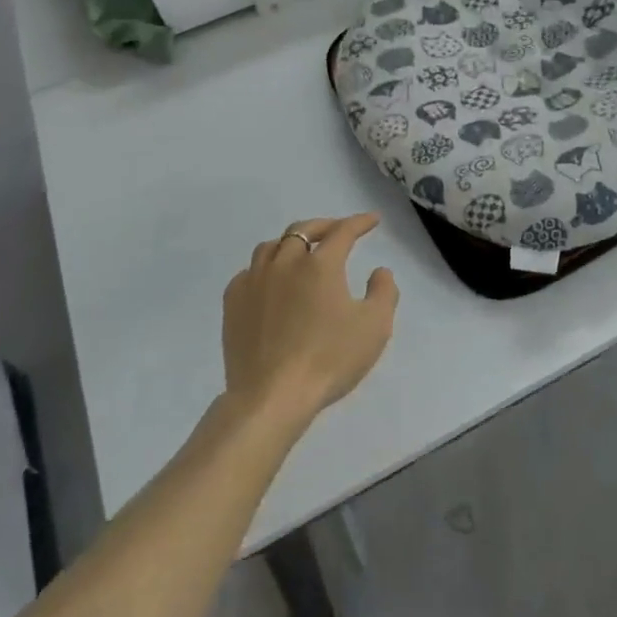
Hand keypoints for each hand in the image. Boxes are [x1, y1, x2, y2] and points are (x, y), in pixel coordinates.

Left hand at [220, 213, 399, 431]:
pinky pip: (250, 271)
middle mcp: (285, 262)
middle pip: (303, 230)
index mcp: (320, 264)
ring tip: (301, 252)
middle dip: (324, 226)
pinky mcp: (233, 302)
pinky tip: (271, 282)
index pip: (343, 231)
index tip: (372, 220)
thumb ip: (384, 291)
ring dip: (291, 242)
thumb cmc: (328, 359)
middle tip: (338, 231)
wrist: (271, 396)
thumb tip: (379, 270)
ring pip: (272, 246)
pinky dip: (265, 268)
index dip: (360, 222)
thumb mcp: (374, 327)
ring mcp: (254, 280)